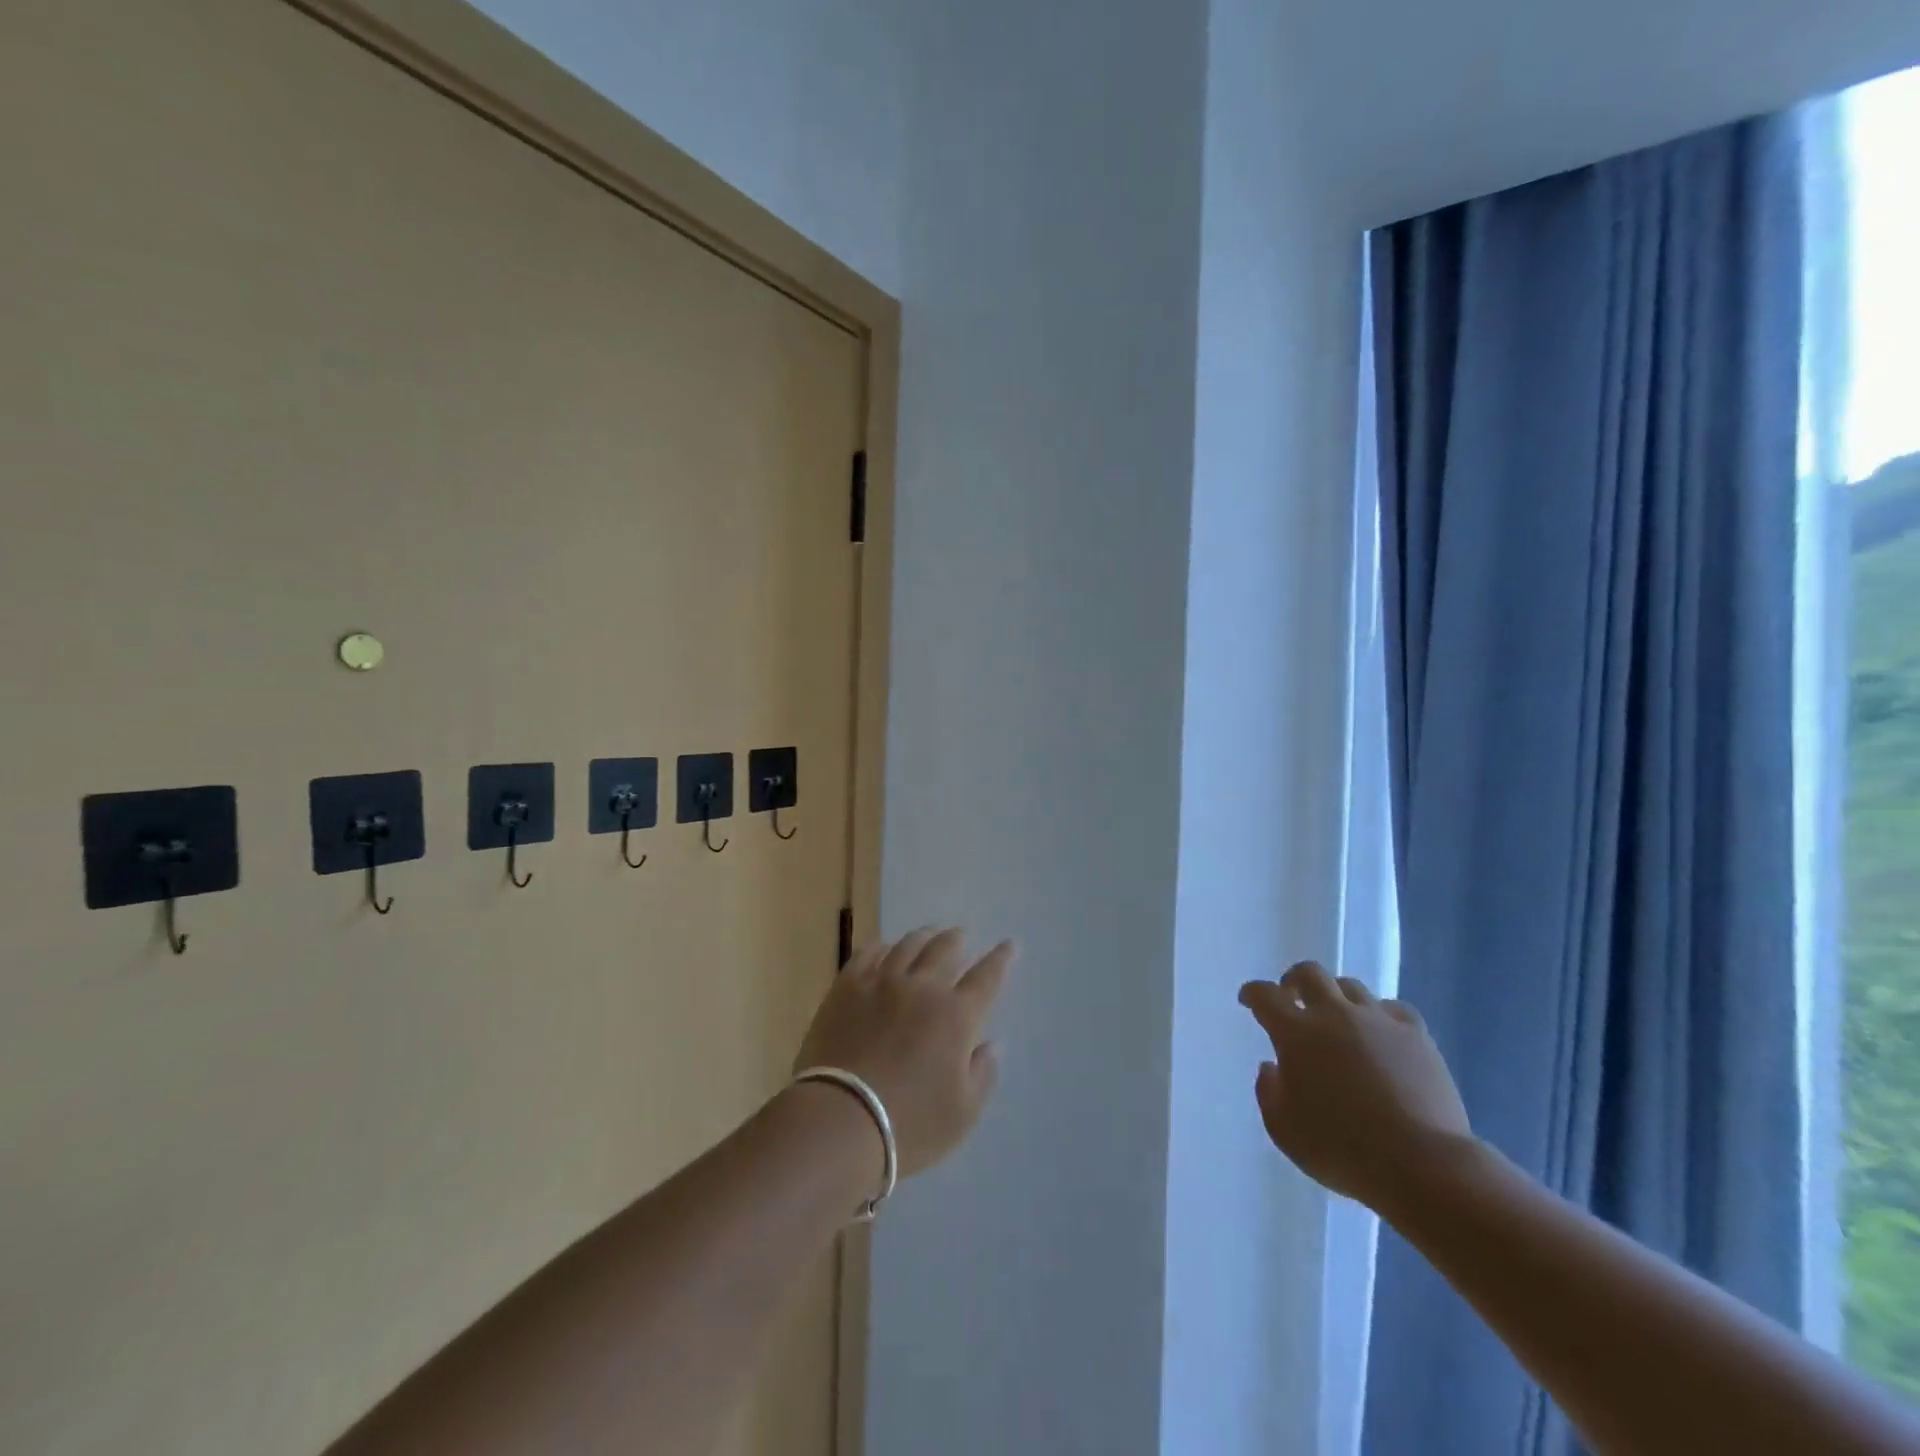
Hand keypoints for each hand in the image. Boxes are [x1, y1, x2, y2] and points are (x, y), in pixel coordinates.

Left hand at [794, 927, 1012, 1177]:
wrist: (841, 1119)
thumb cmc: (910, 1124)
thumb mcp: (962, 1114)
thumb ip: (982, 1074)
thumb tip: (991, 1044)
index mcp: (957, 1016)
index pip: (986, 978)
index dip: (1000, 959)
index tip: (1009, 944)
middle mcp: (922, 988)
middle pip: (945, 950)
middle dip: (957, 940)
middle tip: (961, 935)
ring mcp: (881, 982)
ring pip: (908, 945)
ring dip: (923, 937)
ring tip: (928, 934)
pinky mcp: (847, 987)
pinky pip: (868, 954)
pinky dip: (882, 947)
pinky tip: (884, 949)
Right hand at [1239, 961, 1471, 1210]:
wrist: (1422, 1164)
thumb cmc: (1342, 1150)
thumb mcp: (1284, 1131)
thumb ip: (1268, 1093)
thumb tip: (1271, 1067)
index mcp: (1296, 1033)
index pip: (1265, 995)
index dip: (1252, 993)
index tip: (1248, 1000)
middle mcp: (1334, 1014)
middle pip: (1309, 974)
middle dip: (1293, 980)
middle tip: (1291, 996)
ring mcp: (1378, 1021)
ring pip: (1351, 986)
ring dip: (1336, 996)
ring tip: (1338, 1018)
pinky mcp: (1416, 1035)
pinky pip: (1392, 1009)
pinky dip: (1380, 1015)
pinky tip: (1381, 1034)